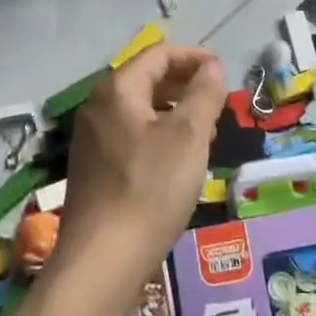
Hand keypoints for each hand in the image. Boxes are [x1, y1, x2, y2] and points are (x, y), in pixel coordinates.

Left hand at [56, 45, 225, 289]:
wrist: (103, 261)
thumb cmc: (150, 189)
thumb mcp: (188, 137)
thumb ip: (203, 94)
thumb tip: (211, 67)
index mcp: (117, 89)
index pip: (158, 54)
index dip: (194, 58)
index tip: (223, 73)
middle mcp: (98, 106)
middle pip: (147, 79)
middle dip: (185, 85)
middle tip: (218, 104)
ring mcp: (91, 139)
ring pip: (140, 110)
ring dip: (174, 112)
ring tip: (205, 132)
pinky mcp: (94, 168)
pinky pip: (131, 135)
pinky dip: (158, 134)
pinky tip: (178, 161)